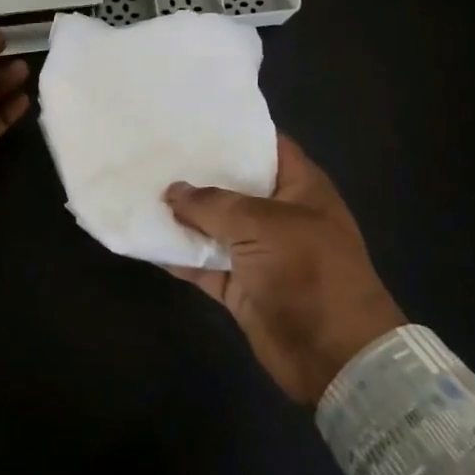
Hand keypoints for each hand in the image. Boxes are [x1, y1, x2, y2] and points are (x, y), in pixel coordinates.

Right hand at [165, 135, 405, 404]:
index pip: (267, 146)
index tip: (191, 120)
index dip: (234, 132)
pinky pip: (204, 264)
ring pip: (214, 227)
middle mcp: (279, 214)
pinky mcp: (241, 286)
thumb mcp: (262, 225)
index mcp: (299, 187)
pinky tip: (147, 238)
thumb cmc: (309, 272)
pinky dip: (180, 256)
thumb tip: (172, 191)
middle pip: (234, 186)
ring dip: (183, 216)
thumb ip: (213, 205)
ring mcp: (259, 252)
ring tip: (139, 189)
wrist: (334, 355)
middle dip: (197, 173)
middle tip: (153, 152)